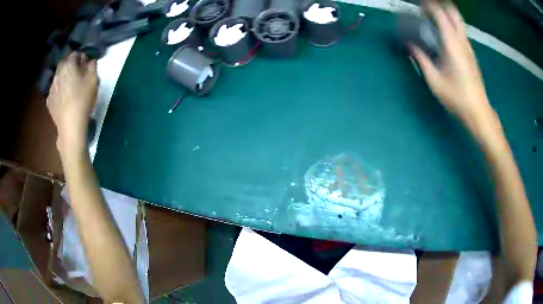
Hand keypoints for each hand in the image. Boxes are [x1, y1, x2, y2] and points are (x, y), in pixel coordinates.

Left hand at [47, 52, 98, 154]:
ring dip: (63, 77)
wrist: (70, 126)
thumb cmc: (83, 100)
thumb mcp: (93, 80)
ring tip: (70, 85)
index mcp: (68, 66)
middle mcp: (57, 74)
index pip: (74, 54)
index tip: (86, 61)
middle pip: (63, 64)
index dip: (80, 56)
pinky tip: (63, 97)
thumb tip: (90, 60)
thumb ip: (92, 66)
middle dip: (70, 65)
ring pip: (58, 77)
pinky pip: (54, 90)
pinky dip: (58, 90)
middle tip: (77, 72)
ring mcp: (51, 89)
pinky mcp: (49, 102)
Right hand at [410, 2, 493, 126]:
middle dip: (440, 5)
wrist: (478, 110)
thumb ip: (421, 58)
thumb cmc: (456, 97)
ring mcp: (468, 46)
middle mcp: (462, 41)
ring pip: (458, 20)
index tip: (417, 6)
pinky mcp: (470, 53)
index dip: (428, 5)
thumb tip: (409, 43)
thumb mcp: (434, 80)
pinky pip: (460, 30)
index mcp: (452, 44)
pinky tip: (442, 33)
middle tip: (425, 10)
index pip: (440, 14)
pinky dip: (450, 24)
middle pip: (453, 12)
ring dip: (445, 14)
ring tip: (431, 19)